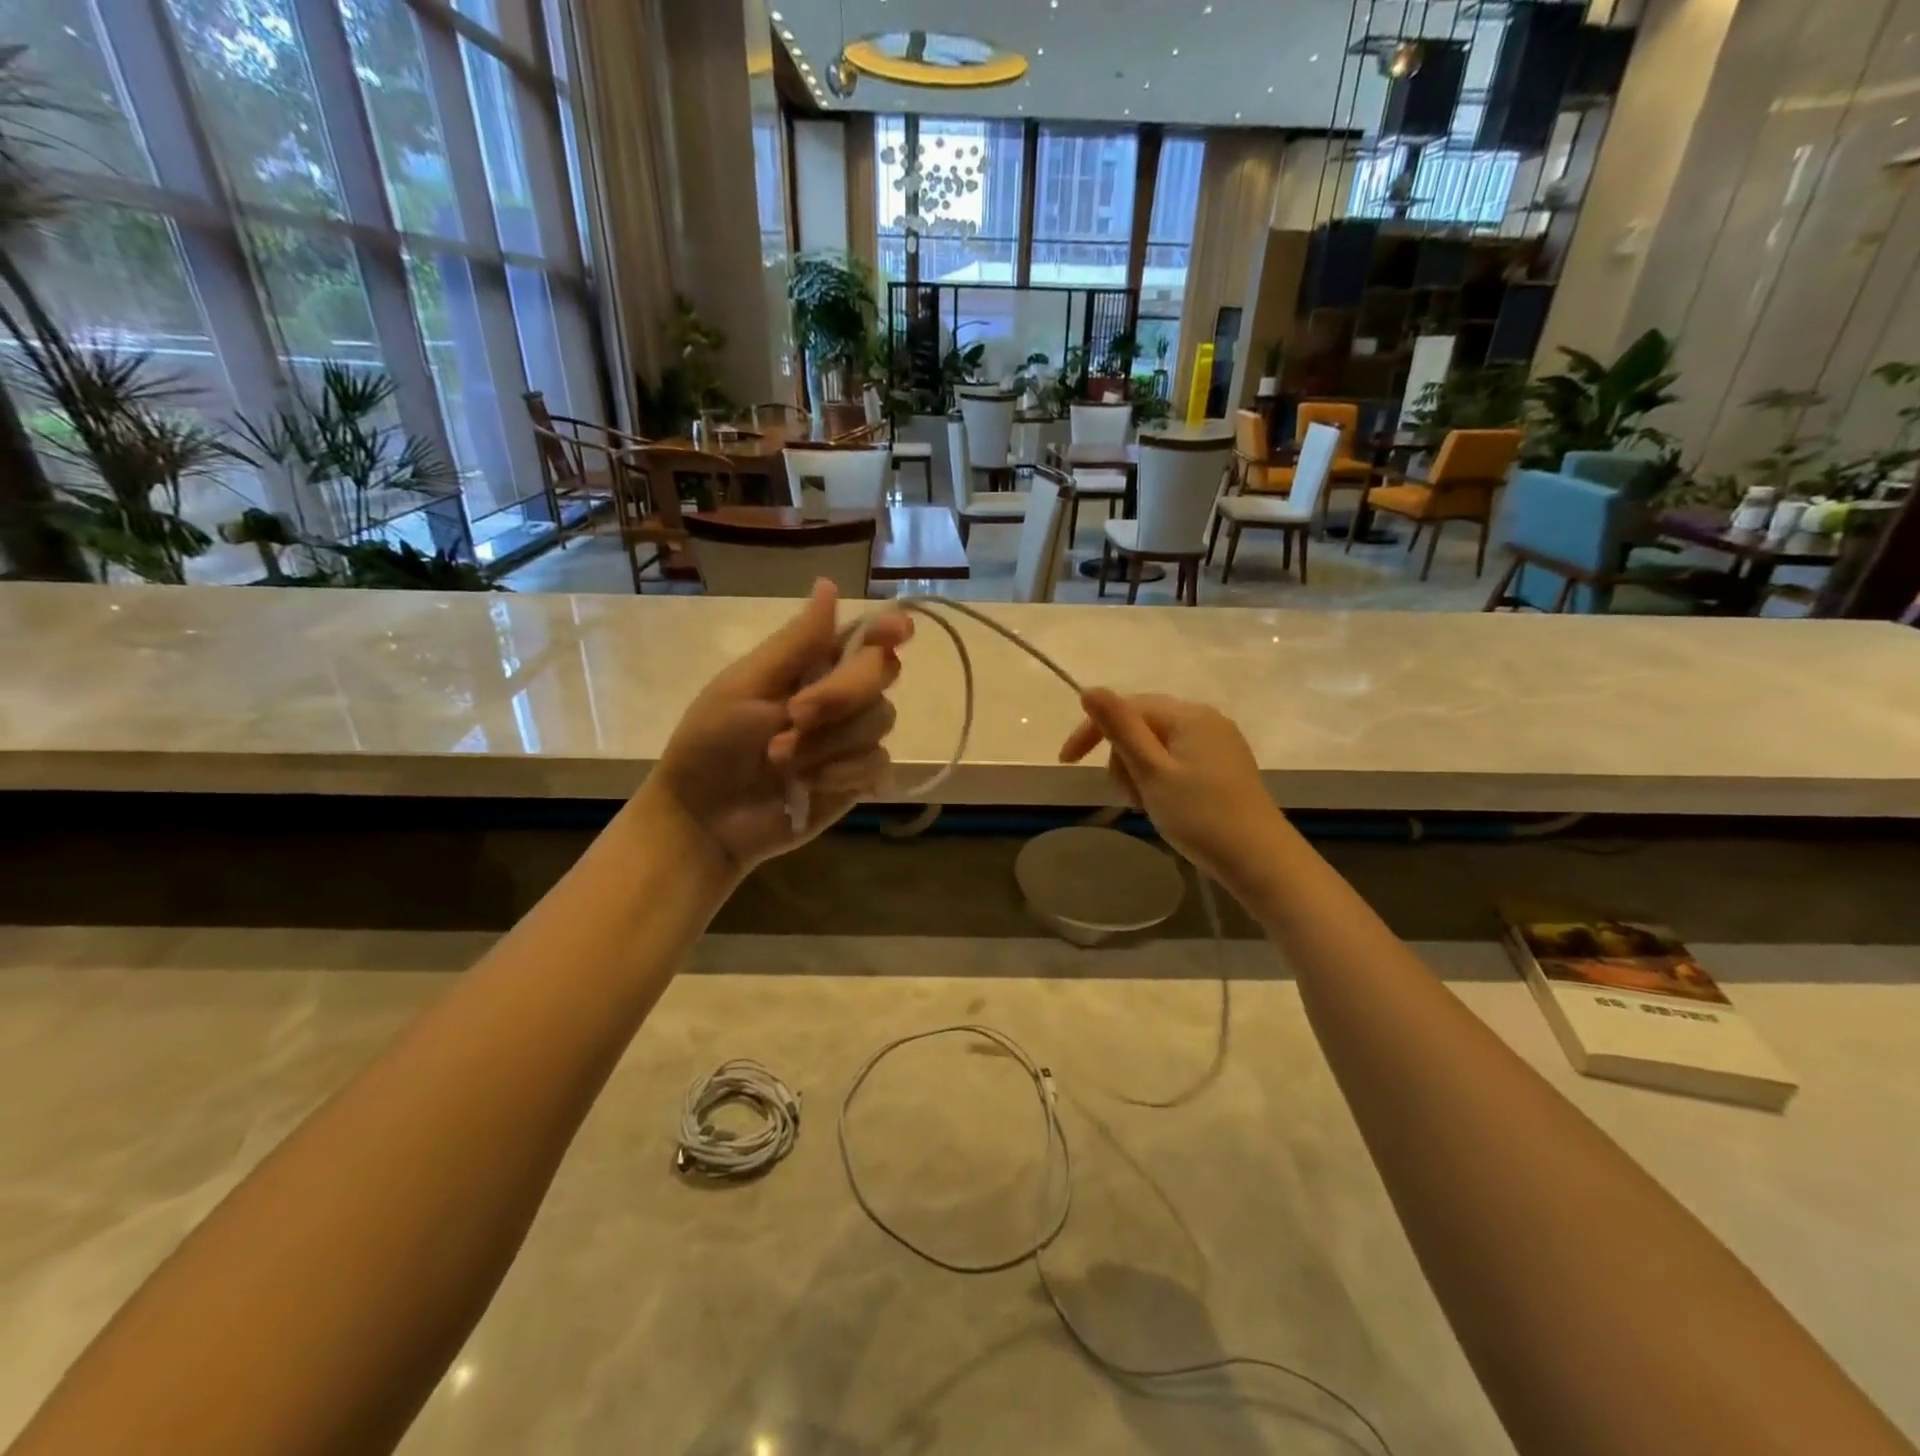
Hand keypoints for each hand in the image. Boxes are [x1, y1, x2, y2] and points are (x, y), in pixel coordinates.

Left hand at [643, 581, 912, 872]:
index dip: (886, 629)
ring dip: (830, 741)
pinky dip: (844, 773)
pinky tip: (810, 785)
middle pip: (881, 672)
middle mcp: (839, 696)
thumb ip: (797, 642)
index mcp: (810, 665)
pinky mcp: (857, 779)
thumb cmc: (711, 743)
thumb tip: (829, 584)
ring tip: (785, 762)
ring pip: (880, 719)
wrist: (706, 819)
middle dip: (840, 694)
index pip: (863, 637)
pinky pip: (878, 763)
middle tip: (795, 716)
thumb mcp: (746, 685)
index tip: (900, 632)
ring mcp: (851, 739)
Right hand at [1058, 689, 1285, 885]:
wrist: (1259, 859)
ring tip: (1147, 805)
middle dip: (1122, 758)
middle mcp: (1205, 719)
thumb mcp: (1151, 771)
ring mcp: (1218, 743)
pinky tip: (1165, 805)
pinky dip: (1160, 779)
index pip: (1127, 708)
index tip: (1067, 762)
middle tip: (1128, 796)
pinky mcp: (1224, 766)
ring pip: (1157, 746)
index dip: (1092, 731)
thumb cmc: (1200, 815)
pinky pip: (1177, 760)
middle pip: (1142, 726)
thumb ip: (1120, 728)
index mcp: (1187, 715)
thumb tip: (1089, 689)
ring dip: (1140, 772)